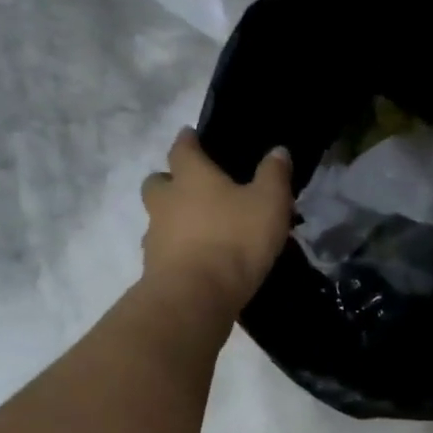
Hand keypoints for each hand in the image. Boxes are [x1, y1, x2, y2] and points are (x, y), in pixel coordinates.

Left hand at [141, 128, 292, 318]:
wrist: (195, 296)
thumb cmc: (234, 239)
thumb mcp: (269, 203)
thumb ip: (274, 175)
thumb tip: (278, 151)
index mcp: (191, 177)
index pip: (183, 148)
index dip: (188, 140)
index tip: (190, 135)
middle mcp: (166, 201)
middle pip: (157, 182)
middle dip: (170, 180)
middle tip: (190, 187)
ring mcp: (156, 236)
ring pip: (159, 218)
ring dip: (173, 219)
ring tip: (200, 230)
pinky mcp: (155, 268)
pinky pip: (164, 251)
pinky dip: (177, 251)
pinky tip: (197, 260)